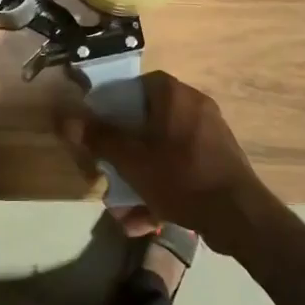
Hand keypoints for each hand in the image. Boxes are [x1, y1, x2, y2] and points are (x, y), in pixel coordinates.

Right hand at [58, 71, 279, 254]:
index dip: (116, 104)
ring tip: (125, 208)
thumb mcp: (132, 159)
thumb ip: (99, 137)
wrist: (238, 215)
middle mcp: (195, 106)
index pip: (138, 85)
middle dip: (127, 152)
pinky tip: (149, 220)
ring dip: (142, 177)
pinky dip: (164, 187)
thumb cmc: (180, 175)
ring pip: (163, 150)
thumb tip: (66, 118)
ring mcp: (210, 134)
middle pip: (148, 121)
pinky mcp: (219, 160)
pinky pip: (182, 167)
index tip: (101, 128)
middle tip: (111, 171)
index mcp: (175, 95)